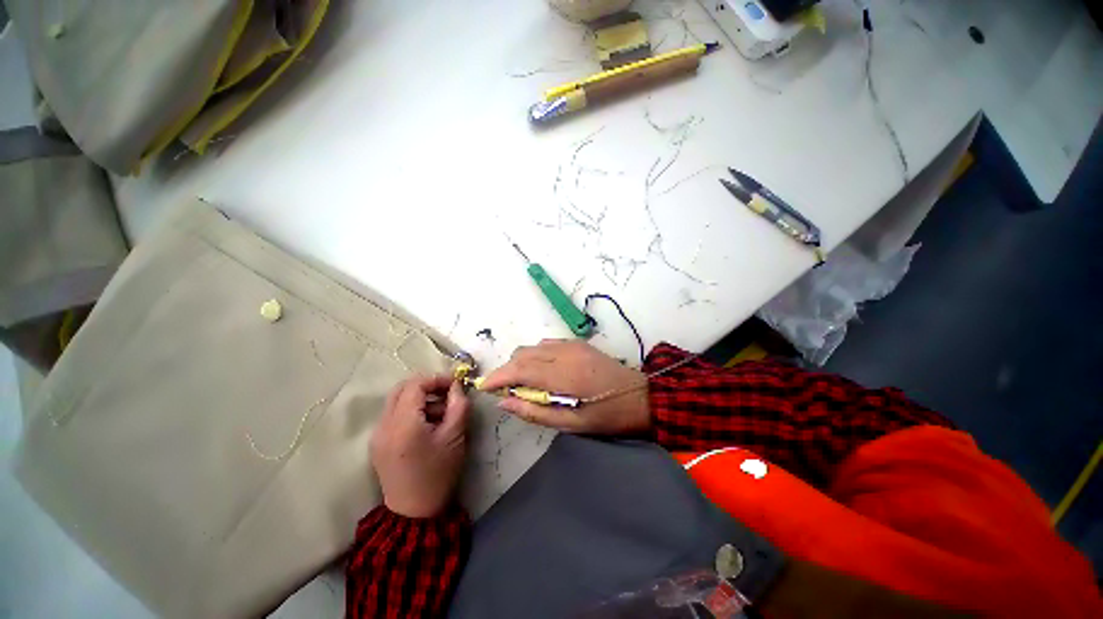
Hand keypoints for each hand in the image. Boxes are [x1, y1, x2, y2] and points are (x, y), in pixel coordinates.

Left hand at [371, 376, 468, 517]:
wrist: (414, 512)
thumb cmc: (438, 473)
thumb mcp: (455, 436)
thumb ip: (458, 405)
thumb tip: (457, 385)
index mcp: (402, 424)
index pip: (415, 385)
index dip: (436, 379)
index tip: (455, 384)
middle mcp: (383, 425)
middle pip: (402, 388)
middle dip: (427, 386)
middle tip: (447, 393)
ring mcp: (377, 434)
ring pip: (397, 401)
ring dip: (420, 398)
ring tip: (442, 412)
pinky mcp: (378, 443)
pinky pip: (394, 415)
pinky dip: (411, 411)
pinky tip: (428, 424)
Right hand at [480, 339, 649, 434]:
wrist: (640, 396)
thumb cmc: (606, 416)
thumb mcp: (570, 424)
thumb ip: (534, 411)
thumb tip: (504, 402)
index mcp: (563, 376)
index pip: (519, 369)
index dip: (498, 377)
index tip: (484, 387)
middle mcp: (564, 353)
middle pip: (522, 354)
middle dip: (508, 370)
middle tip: (508, 391)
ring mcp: (572, 345)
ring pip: (533, 347)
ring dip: (522, 362)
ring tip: (525, 383)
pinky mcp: (577, 343)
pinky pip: (546, 344)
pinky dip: (536, 355)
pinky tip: (542, 371)